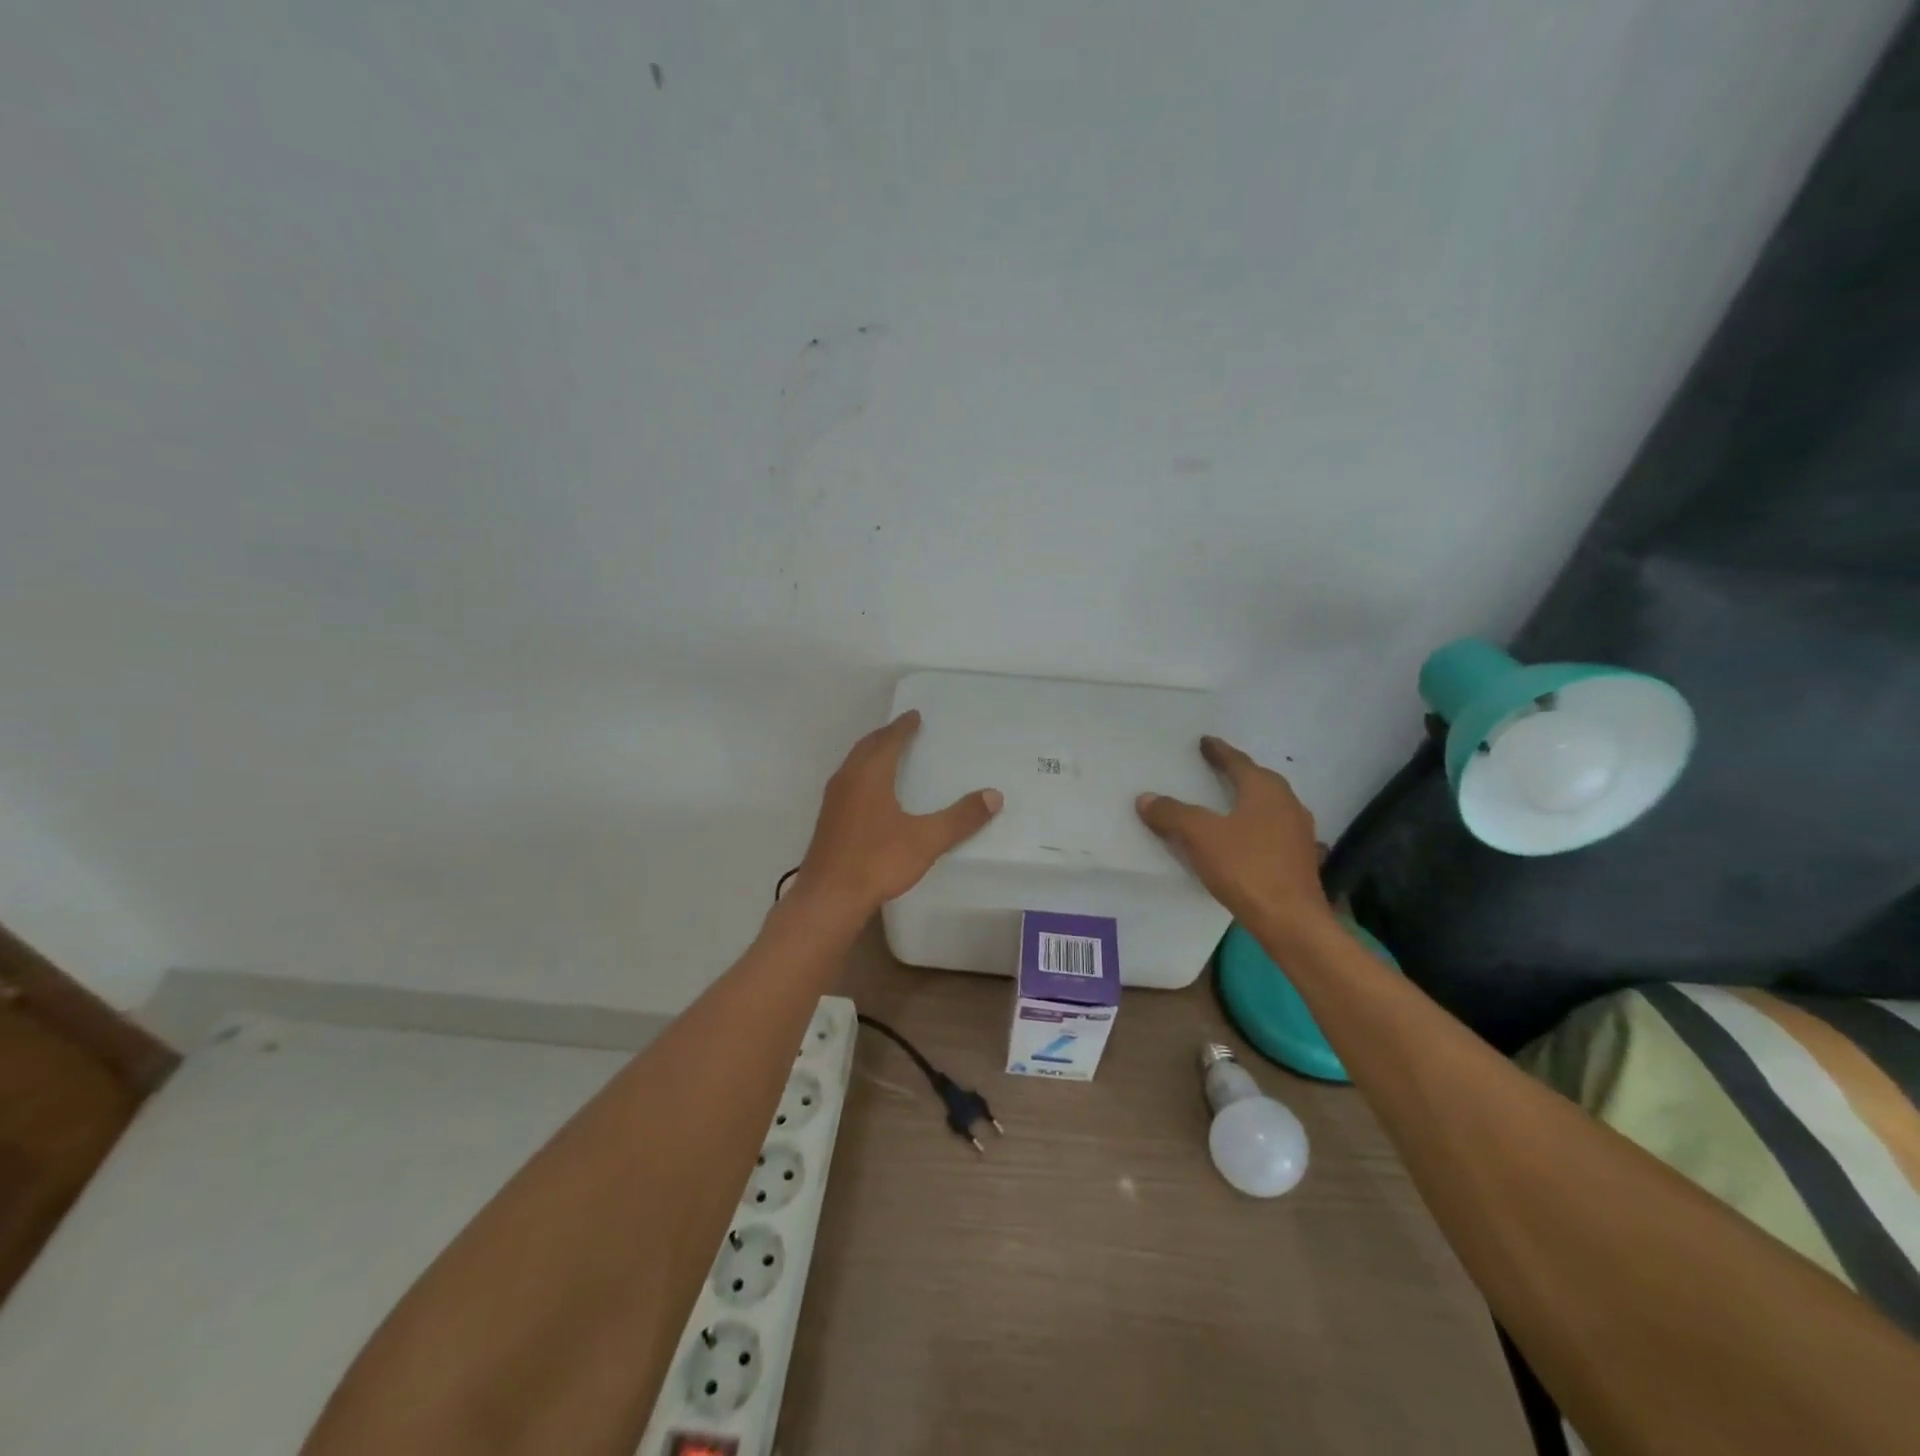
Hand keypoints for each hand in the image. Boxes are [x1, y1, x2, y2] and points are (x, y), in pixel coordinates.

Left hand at [795, 711, 1001, 915]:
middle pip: (867, 747)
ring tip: (889, 755)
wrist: (829, 897)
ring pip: (853, 765)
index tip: (914, 715)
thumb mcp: (926, 839)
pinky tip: (872, 793)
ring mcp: (834, 800)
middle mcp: (847, 779)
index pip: (888, 740)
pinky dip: (863, 774)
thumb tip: (994, 795)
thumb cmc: (878, 861)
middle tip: (903, 730)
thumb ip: (960, 818)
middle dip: (885, 736)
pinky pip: (848, 782)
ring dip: (871, 754)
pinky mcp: (828, 820)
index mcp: (869, 774)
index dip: (903, 727)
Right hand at [1137, 736, 1331, 932]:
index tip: (1205, 742)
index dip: (1218, 751)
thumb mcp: (1200, 837)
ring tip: (1225, 802)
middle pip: (1257, 780)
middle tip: (1213, 768)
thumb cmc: (1246, 868)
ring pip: (1267, 806)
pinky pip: (1270, 830)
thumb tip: (1146, 798)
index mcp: (1265, 789)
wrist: (1291, 921)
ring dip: (1246, 800)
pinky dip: (1252, 825)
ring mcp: (1298, 832)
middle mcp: (1287, 803)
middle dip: (1235, 773)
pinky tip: (1241, 838)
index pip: (1238, 761)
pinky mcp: (1299, 858)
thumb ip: (1172, 814)